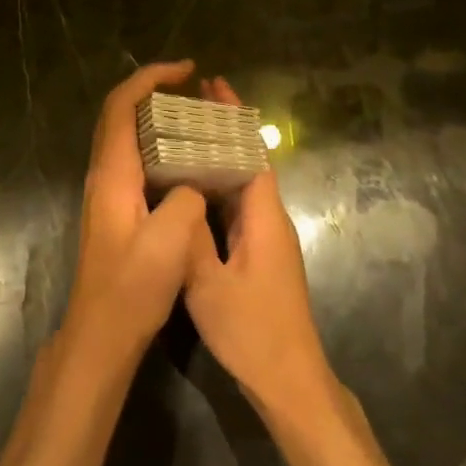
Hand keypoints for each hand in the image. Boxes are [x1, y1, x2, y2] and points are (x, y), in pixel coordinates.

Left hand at [62, 61, 212, 368]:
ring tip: (196, 117)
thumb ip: (186, 200)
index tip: (185, 69)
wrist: (101, 332)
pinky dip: (159, 147)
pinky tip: (187, 162)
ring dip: (156, 118)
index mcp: (112, 175)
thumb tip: (192, 184)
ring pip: (127, 138)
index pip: (121, 107)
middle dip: (153, 91)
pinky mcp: (115, 211)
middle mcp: (104, 176)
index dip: (149, 79)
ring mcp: (107, 193)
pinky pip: (135, 161)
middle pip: (120, 116)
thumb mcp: (170, 243)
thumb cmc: (132, 288)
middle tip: (193, 89)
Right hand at [183, 78, 338, 418]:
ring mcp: (266, 239)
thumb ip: (190, 238)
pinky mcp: (259, 256)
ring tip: (180, 135)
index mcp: (264, 216)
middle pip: (247, 162)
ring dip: (217, 158)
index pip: (251, 152)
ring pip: (241, 186)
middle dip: (221, 130)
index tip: (212, 85)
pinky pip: (236, 209)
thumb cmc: (252, 330)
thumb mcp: (209, 285)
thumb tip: (176, 194)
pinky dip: (215, 189)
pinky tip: (190, 190)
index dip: (233, 117)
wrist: (289, 380)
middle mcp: (269, 219)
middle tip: (185, 104)